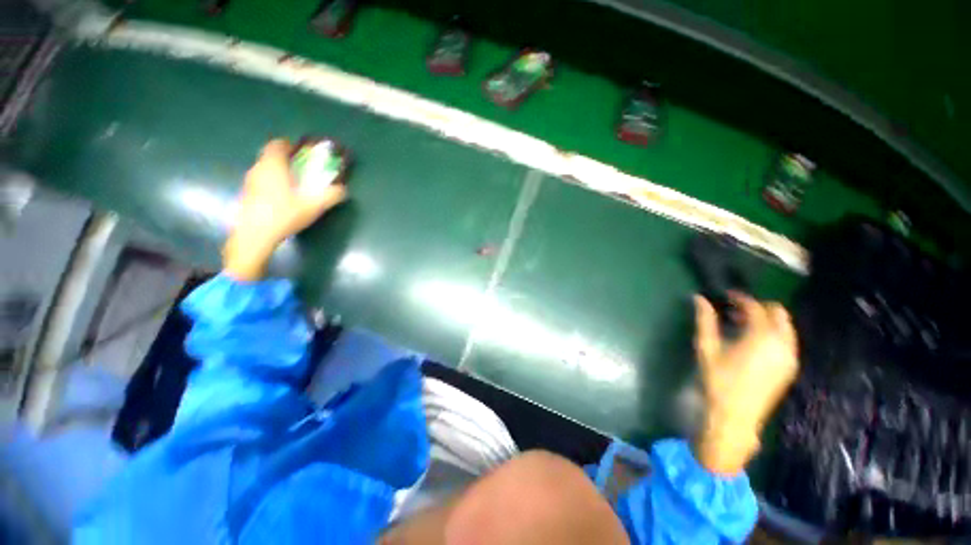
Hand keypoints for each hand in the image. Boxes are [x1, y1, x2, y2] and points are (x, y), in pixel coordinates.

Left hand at [223, 139, 346, 280]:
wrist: (255, 235)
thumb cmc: (285, 215)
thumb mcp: (314, 206)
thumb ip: (331, 195)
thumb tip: (343, 189)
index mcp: (274, 166)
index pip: (277, 144)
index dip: (288, 145)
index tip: (299, 153)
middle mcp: (258, 169)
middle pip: (269, 156)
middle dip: (284, 160)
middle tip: (299, 171)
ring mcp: (249, 182)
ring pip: (263, 169)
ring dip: (276, 172)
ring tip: (291, 186)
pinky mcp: (245, 194)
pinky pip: (259, 181)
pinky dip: (269, 184)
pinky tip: (278, 200)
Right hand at [692, 292, 798, 473]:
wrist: (736, 416)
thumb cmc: (718, 380)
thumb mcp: (707, 348)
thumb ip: (705, 321)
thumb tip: (699, 298)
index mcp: (761, 337)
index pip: (755, 307)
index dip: (740, 298)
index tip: (726, 295)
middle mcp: (782, 344)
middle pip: (778, 313)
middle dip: (758, 307)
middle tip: (735, 311)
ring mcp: (790, 357)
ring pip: (785, 327)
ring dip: (766, 320)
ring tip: (742, 325)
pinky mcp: (790, 368)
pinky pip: (787, 340)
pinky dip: (773, 333)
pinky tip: (753, 342)